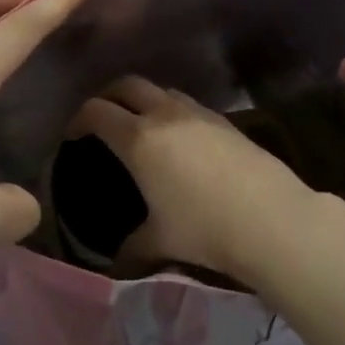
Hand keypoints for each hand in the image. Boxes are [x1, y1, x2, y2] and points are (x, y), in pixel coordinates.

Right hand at [74, 78, 319, 282]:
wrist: (271, 218)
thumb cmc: (205, 228)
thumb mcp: (160, 242)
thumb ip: (132, 246)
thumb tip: (117, 259)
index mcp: (139, 139)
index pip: (97, 111)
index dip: (79, 118)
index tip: (73, 134)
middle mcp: (165, 115)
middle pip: (127, 85)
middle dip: (109, 96)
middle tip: (102, 117)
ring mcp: (198, 113)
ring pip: (161, 90)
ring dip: (144, 99)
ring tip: (141, 124)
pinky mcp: (224, 120)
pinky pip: (187, 104)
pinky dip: (172, 110)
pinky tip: (179, 138)